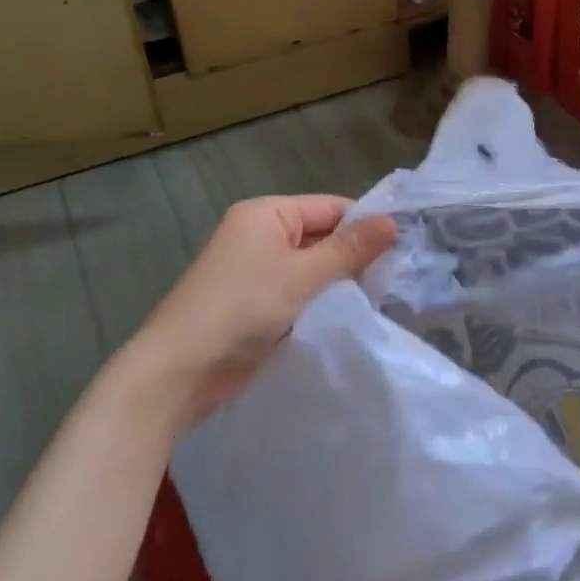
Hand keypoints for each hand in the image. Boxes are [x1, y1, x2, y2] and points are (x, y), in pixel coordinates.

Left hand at [124, 195, 396, 430]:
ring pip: (314, 267)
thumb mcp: (301, 275)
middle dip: (354, 257)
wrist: (178, 373)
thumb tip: (393, 222)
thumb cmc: (241, 309)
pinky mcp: (257, 303)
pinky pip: (300, 291)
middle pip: (323, 235)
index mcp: (266, 213)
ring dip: (340, 283)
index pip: (331, 207)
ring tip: (379, 300)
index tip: (402, 252)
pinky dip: (321, 301)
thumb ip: (349, 250)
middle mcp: (261, 234)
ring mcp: (257, 270)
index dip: (365, 226)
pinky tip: (349, 316)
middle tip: (394, 281)